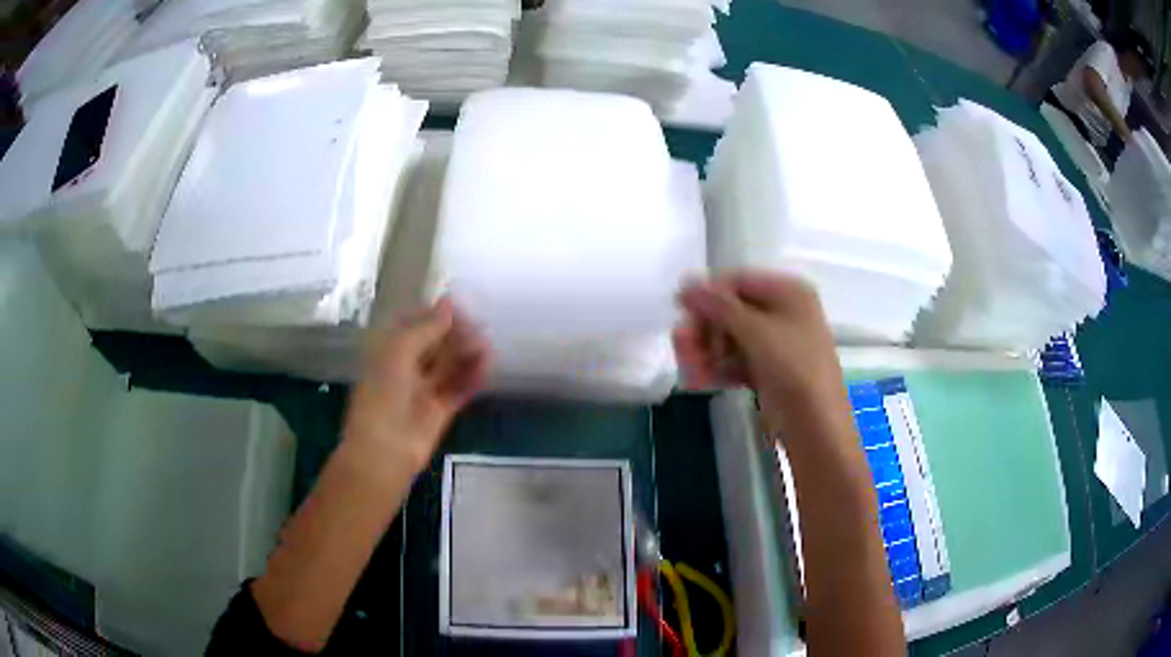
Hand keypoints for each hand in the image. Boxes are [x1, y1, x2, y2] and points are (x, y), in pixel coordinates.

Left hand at [343, 297, 490, 466]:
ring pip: (448, 366)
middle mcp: (405, 368)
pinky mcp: (440, 411)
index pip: (414, 325)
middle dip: (456, 333)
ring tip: (487, 344)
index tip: (461, 306)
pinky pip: (459, 388)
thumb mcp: (399, 352)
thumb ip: (427, 328)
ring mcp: (423, 390)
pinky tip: (487, 365)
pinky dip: (472, 377)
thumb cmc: (383, 394)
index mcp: (388, 351)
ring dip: (467, 353)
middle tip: (480, 325)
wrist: (384, 450)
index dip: (436, 315)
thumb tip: (449, 302)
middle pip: (434, 345)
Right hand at [674, 271, 848, 435]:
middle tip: (683, 347)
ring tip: (690, 370)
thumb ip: (719, 306)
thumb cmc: (794, 369)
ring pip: (730, 339)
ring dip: (706, 352)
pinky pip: (736, 361)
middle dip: (705, 329)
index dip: (707, 295)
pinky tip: (699, 381)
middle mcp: (783, 312)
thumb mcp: (756, 332)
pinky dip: (717, 369)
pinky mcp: (768, 372)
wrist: (817, 427)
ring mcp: (776, 344)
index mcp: (788, 292)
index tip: (680, 312)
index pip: (737, 282)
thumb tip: (686, 284)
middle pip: (730, 311)